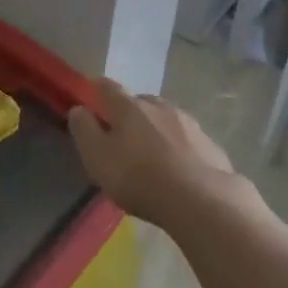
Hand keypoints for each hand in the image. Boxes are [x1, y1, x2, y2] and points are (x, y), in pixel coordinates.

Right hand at [67, 79, 235, 228]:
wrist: (202, 199)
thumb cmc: (139, 177)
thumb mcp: (98, 158)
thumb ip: (84, 130)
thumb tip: (79, 109)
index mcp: (128, 107)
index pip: (108, 87)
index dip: (96, 88)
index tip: (91, 93)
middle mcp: (159, 106)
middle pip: (139, 102)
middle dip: (128, 113)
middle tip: (121, 134)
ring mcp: (188, 122)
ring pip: (165, 118)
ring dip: (155, 128)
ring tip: (151, 152)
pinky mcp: (209, 143)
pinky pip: (186, 139)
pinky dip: (177, 146)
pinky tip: (178, 167)